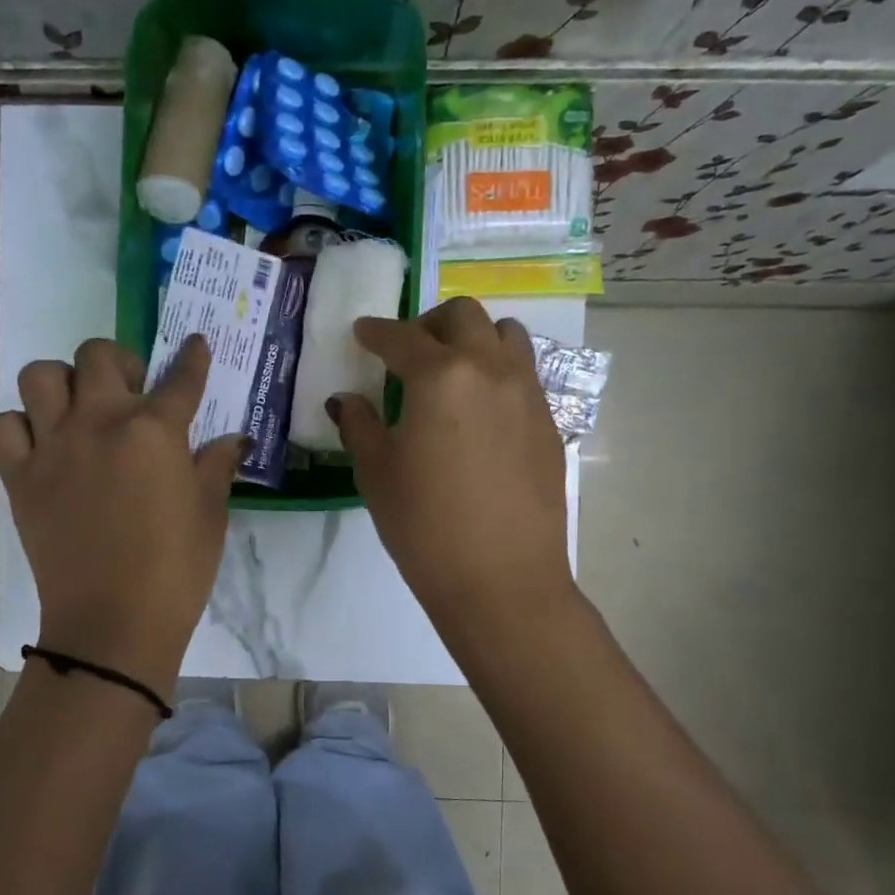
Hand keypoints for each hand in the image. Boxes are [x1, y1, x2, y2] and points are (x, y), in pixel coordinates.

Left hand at [0, 334, 243, 697]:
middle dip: (119, 362)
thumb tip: (233, 439)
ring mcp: (53, 447)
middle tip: (130, 390)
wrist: (113, 623)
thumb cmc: (175, 571)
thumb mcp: (210, 516)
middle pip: (97, 355)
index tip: (194, 345)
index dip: (192, 358)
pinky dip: (20, 426)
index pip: (181, 378)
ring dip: (62, 383)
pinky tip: (41, 445)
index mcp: (154, 431)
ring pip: (40, 375)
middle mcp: (99, 423)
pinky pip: (4, 426)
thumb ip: (216, 467)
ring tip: (77, 409)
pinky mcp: (20, 477)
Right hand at [329, 297, 571, 632]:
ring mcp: (528, 394)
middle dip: (429, 324)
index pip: (401, 337)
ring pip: (506, 336)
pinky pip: (524, 375)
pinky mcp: (548, 423)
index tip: (362, 333)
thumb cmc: (425, 525)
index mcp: (441, 376)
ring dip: (474, 339)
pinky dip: (497, 374)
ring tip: (453, 373)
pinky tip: (479, 414)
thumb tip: (346, 400)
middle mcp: (490, 369)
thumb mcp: (376, 473)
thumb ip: (359, 425)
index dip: (375, 332)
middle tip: (408, 353)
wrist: (501, 578)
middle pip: (464, 316)